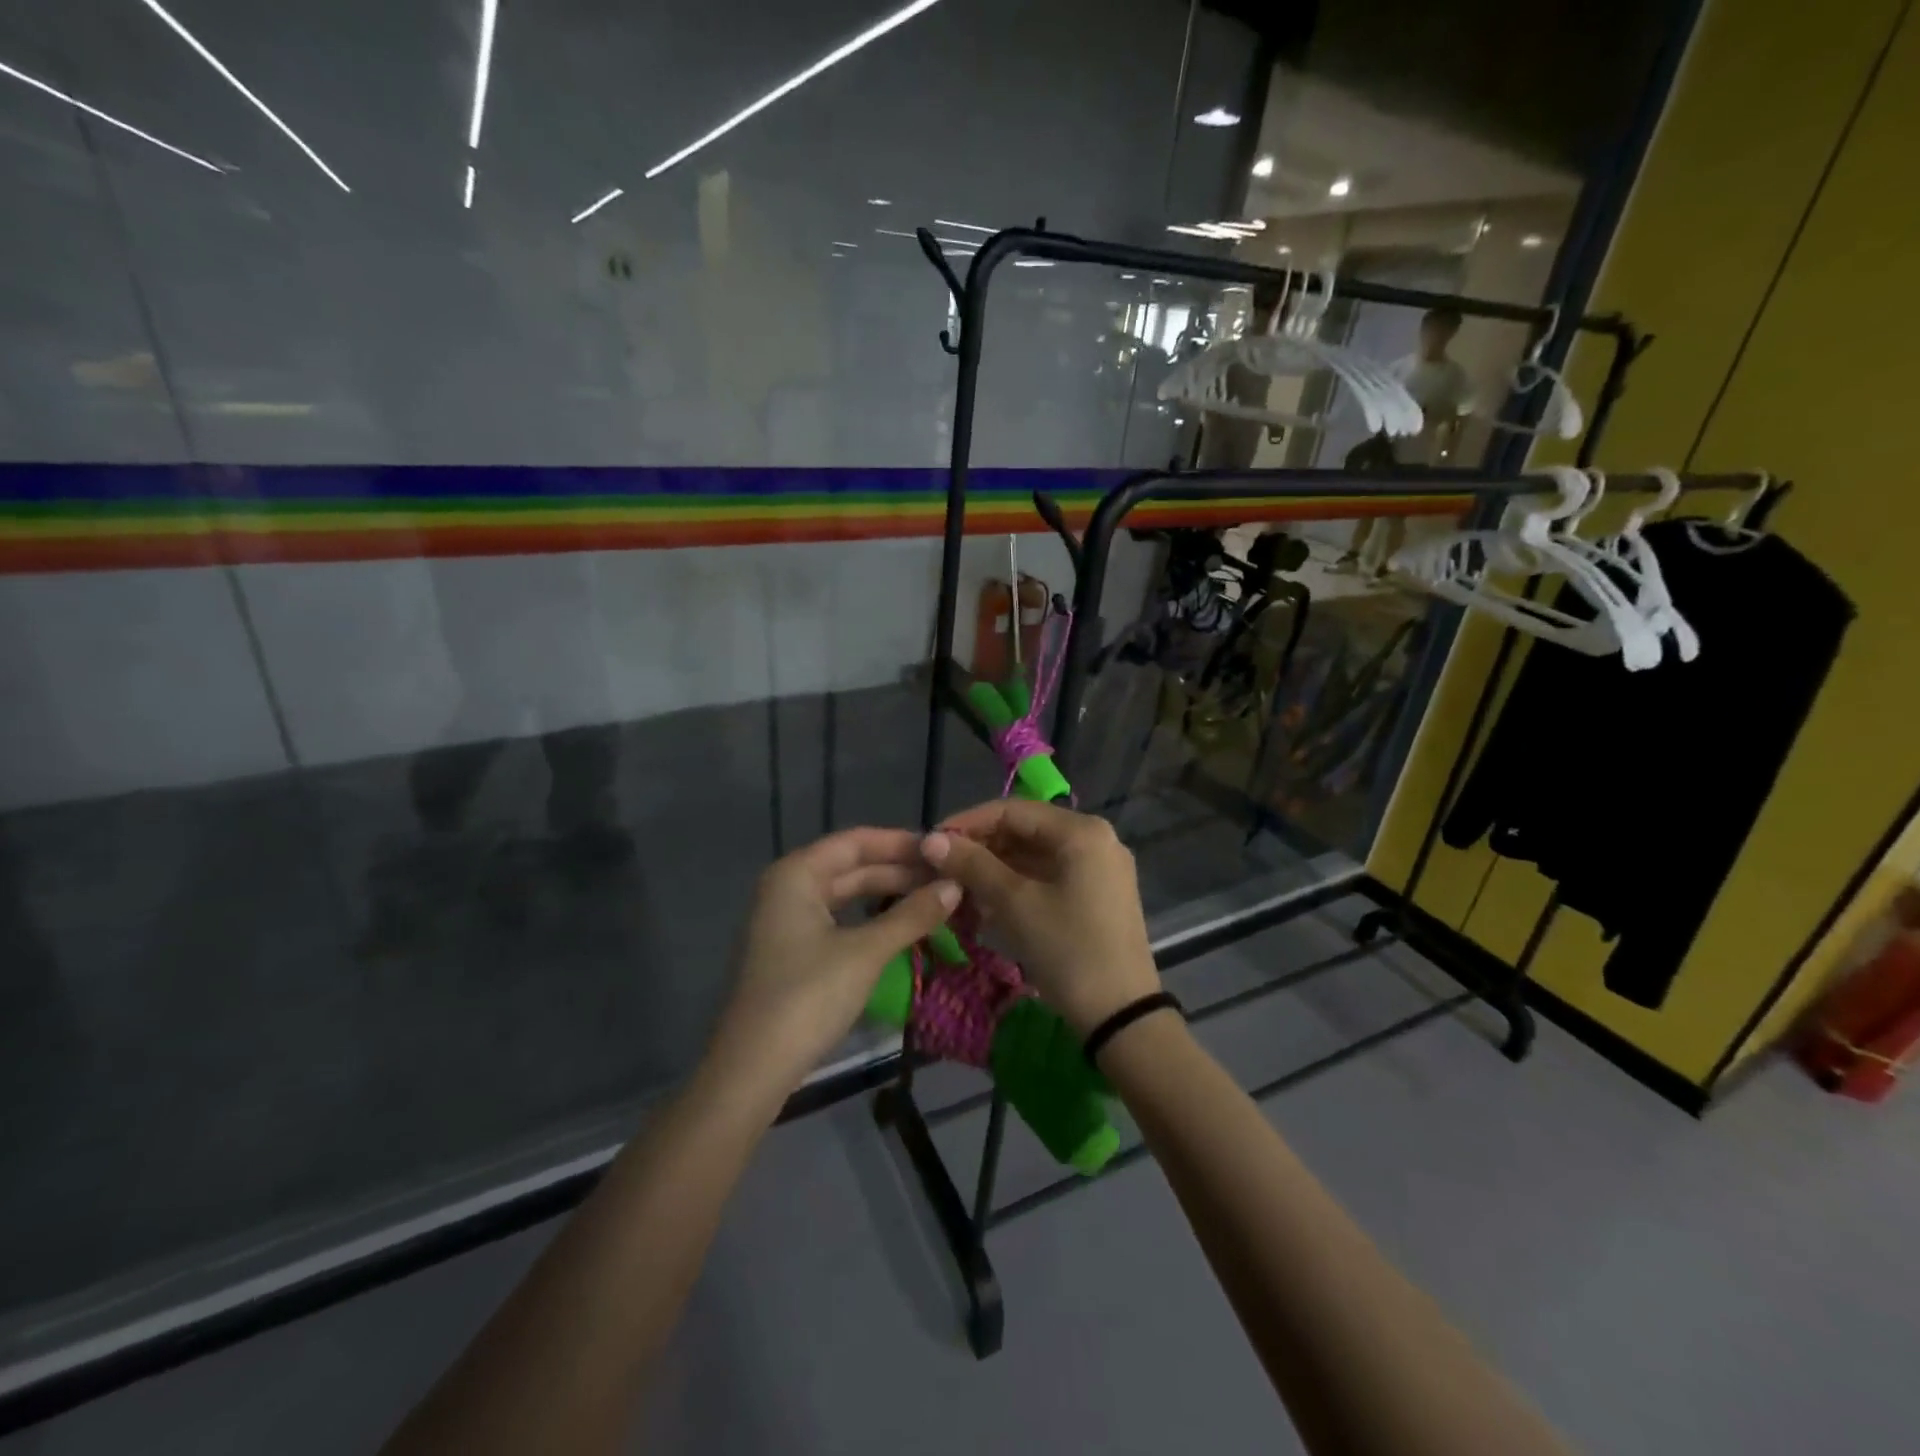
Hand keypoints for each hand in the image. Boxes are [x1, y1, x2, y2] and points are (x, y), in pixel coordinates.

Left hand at [705, 828, 959, 1104]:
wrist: (751, 1070)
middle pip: (850, 867)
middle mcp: (787, 888)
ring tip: (932, 900)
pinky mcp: (790, 952)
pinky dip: (869, 920)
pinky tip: (899, 928)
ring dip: (887, 896)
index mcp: (796, 874)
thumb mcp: (866, 952)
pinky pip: (837, 920)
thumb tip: (956, 885)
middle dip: (899, 871)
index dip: (901, 843)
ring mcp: (785, 921)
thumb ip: (912, 915)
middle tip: (948, 879)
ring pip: (844, 895)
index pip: (856, 842)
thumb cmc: (808, 997)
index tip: (944, 850)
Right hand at [922, 800, 1159, 1037]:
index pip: (1012, 810)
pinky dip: (1018, 886)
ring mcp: (1100, 869)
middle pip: (1026, 830)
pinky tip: (987, 906)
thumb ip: (972, 865)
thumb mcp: (1015, 904)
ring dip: (996, 870)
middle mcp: (1096, 840)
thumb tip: (931, 839)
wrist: (1122, 1017)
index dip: (968, 823)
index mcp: (1082, 831)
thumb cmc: (1067, 950)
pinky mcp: (1098, 895)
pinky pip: (1050, 877)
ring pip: (1036, 856)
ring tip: (958, 891)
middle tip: (942, 870)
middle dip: (981, 849)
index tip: (932, 843)